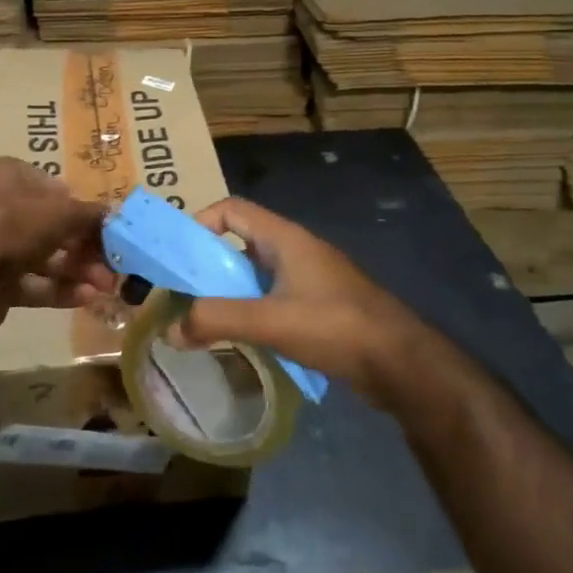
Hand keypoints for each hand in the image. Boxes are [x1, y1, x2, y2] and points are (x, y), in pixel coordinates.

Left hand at [0, 158, 117, 335]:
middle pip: (51, 225)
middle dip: (85, 246)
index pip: (53, 186)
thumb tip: (114, 214)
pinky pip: (32, 282)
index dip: (80, 206)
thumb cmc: (12, 226)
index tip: (105, 225)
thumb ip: (90, 214)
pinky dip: (59, 289)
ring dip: (77, 270)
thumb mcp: (61, 212)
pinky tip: (87, 298)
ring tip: (106, 286)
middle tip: (112, 262)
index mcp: (9, 177)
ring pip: (44, 256)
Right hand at [180, 197, 441, 408]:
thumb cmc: (336, 326)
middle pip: (240, 243)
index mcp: (285, 239)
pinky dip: (252, 310)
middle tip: (182, 294)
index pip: (232, 210)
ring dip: (229, 292)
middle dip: (208, 265)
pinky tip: (242, 339)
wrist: (401, 362)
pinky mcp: (319, 306)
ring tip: (204, 319)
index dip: (200, 223)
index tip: (177, 256)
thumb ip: (217, 321)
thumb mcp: (271, 321)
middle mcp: (296, 251)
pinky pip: (273, 298)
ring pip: (256, 274)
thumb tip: (170, 329)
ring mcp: (310, 279)